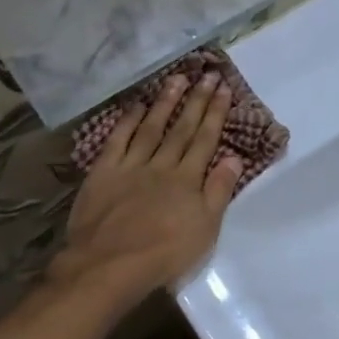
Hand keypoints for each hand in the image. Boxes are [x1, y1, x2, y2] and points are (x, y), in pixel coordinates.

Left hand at [50, 72, 243, 304]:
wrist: (110, 264)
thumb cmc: (164, 254)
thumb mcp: (205, 229)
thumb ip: (219, 191)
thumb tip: (234, 156)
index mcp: (187, 180)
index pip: (205, 140)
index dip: (215, 114)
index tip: (224, 89)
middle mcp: (161, 165)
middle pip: (181, 129)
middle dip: (196, 101)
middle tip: (207, 74)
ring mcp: (131, 166)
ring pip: (151, 127)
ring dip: (165, 102)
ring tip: (177, 79)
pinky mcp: (104, 172)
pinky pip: (118, 140)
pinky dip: (128, 121)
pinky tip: (137, 106)